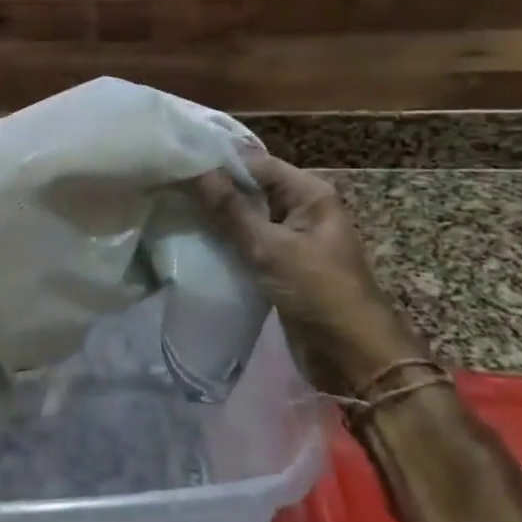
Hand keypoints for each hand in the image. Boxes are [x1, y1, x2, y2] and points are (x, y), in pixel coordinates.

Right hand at [196, 154, 428, 397]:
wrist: (353, 357)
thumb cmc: (319, 292)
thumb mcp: (271, 248)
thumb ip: (231, 210)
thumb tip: (196, 171)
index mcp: (309, 193)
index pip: (255, 163)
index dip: (217, 163)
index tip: (177, 164)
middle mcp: (301, 208)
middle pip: (250, 187)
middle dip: (213, 189)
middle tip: (168, 186)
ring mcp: (291, 237)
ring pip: (246, 216)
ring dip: (216, 216)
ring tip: (172, 209)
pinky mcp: (281, 263)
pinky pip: (247, 241)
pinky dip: (224, 240)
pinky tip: (193, 239)